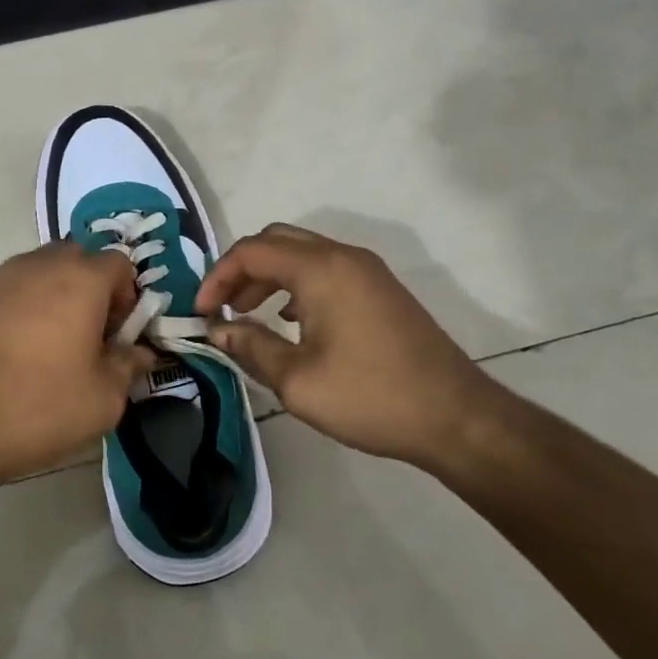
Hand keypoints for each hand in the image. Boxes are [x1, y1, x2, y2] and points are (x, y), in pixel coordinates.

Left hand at [0, 242, 155, 491]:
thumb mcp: (102, 401)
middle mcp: (32, 267)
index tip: (117, 335)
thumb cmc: (35, 410)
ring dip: (46, 299)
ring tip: (38, 350)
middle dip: (87, 289)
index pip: (118, 263)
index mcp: (77, 281)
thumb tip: (140, 353)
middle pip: (73, 259)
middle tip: (84, 337)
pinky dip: (8, 314)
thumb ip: (128, 367)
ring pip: (31, 275)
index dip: (127, 296)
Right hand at [195, 223, 501, 468]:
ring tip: (249, 314)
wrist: (455, 417)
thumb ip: (250, 346)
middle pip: (277, 241)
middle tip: (223, 306)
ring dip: (269, 276)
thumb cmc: (370, 396)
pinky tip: (291, 321)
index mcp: (320, 269)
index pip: (251, 251)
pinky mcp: (381, 289)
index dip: (217, 276)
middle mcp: (344, 257)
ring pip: (303, 254)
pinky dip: (297, 284)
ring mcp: (368, 271)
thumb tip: (217, 329)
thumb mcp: (297, 380)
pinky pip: (327, 269)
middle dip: (242, 270)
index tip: (202, 312)